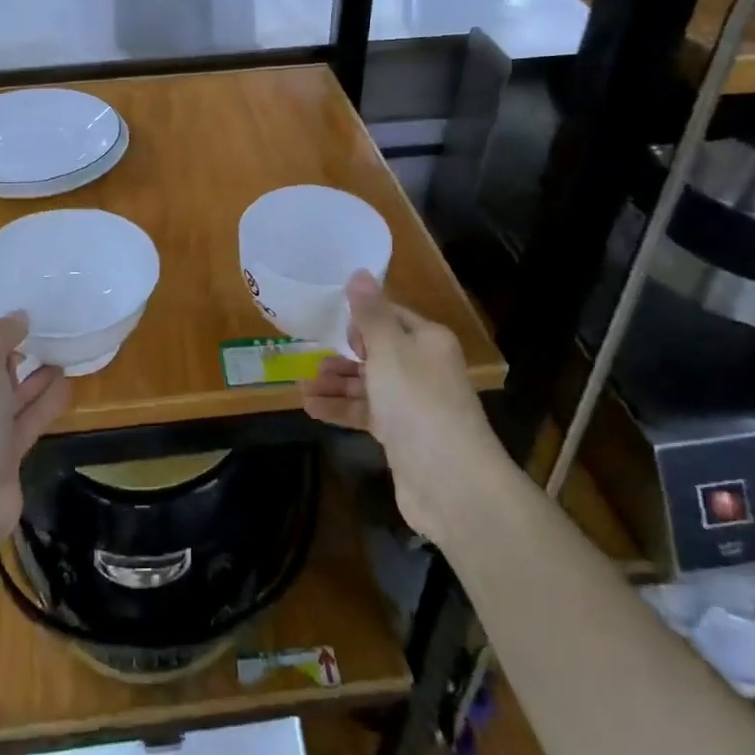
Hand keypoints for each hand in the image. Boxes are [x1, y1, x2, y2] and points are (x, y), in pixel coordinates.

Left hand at [0, 314, 70, 552]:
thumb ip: (0, 333)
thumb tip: (19, 317)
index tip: (28, 321)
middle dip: (17, 356)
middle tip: (51, 338)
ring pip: (10, 397)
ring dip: (35, 379)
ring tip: (65, 357)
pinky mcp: (1, 456)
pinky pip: (26, 421)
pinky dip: (45, 404)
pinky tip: (68, 386)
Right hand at [299, 271, 500, 543]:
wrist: (451, 482)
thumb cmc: (418, 403)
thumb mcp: (388, 350)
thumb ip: (370, 313)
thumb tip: (359, 272)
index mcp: (428, 342)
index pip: (392, 317)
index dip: (362, 318)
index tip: (331, 323)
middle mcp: (423, 368)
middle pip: (377, 352)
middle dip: (343, 355)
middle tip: (312, 359)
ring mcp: (412, 405)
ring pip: (368, 385)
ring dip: (336, 384)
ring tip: (303, 386)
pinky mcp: (401, 436)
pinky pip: (365, 413)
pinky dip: (340, 409)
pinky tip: (310, 408)